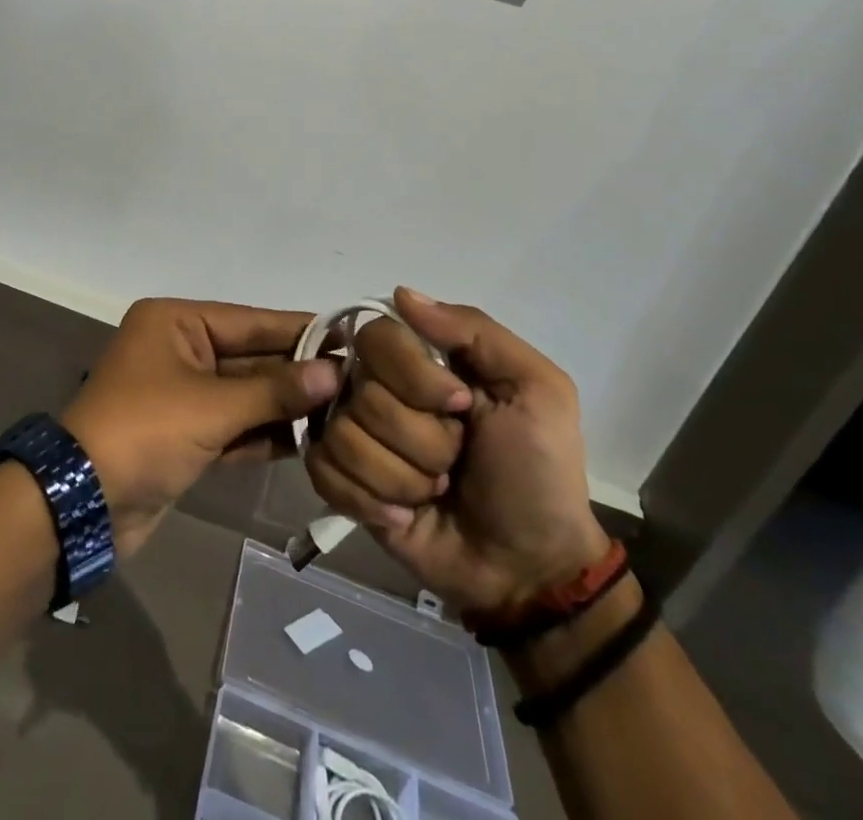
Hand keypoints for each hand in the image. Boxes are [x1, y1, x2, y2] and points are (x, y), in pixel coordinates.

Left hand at [62, 299, 339, 559]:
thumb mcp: (213, 406)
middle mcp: (179, 349)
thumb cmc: (146, 431)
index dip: (300, 331)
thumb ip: (275, 390)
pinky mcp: (185, 435)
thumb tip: (333, 373)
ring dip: (286, 406)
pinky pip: (234, 425)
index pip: (250, 321)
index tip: (351, 337)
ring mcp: (182, 394)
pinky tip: (311, 441)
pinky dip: (265, 433)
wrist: (85, 502)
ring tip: (345, 412)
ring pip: (245, 394)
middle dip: (298, 373)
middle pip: (250, 357)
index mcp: (176, 322)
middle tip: (358, 382)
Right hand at [305, 288, 609, 621]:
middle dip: (420, 439)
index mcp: (421, 360)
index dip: (413, 376)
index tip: (461, 406)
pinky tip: (404, 515)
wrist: (530, 568)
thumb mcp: (536, 388)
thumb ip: (474, 330)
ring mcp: (357, 436)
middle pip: (361, 392)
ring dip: (402, 477)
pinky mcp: (343, 484)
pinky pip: (324, 472)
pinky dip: (370, 500)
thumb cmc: (537, 471)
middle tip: (456, 460)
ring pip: (344, 436)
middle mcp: (378, 388)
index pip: (376, 336)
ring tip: (434, 491)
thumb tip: (401, 294)